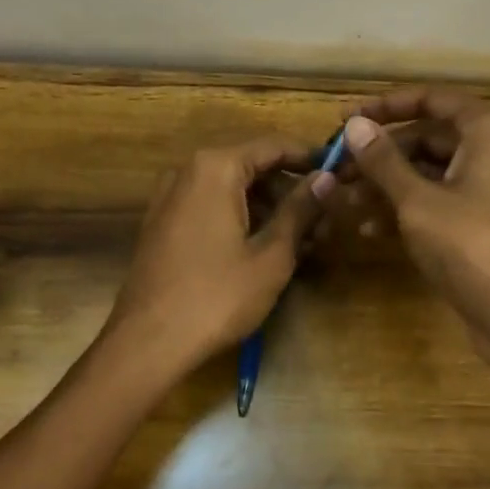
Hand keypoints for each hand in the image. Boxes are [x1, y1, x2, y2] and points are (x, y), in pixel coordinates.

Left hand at [105, 135, 333, 376]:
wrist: (148, 342)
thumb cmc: (217, 296)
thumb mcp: (271, 255)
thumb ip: (300, 210)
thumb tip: (327, 178)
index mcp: (215, 167)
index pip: (273, 146)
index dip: (311, 158)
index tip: (342, 173)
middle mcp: (188, 170)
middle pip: (251, 166)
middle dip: (290, 189)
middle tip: (326, 218)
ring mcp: (170, 197)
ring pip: (231, 189)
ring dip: (268, 208)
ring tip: (303, 240)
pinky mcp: (163, 223)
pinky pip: (210, 207)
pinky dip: (241, 218)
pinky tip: (266, 248)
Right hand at [340, 89, 489, 378]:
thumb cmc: (472, 247)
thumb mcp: (419, 201)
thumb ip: (384, 161)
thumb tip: (354, 125)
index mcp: (486, 133)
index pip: (432, 99)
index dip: (386, 105)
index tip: (346, 119)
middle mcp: (488, 152)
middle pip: (424, 137)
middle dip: (378, 153)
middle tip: (335, 167)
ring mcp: (482, 190)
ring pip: (424, 173)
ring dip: (383, 184)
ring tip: (343, 200)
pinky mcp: (474, 223)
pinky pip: (432, 202)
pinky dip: (401, 209)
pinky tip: (365, 228)